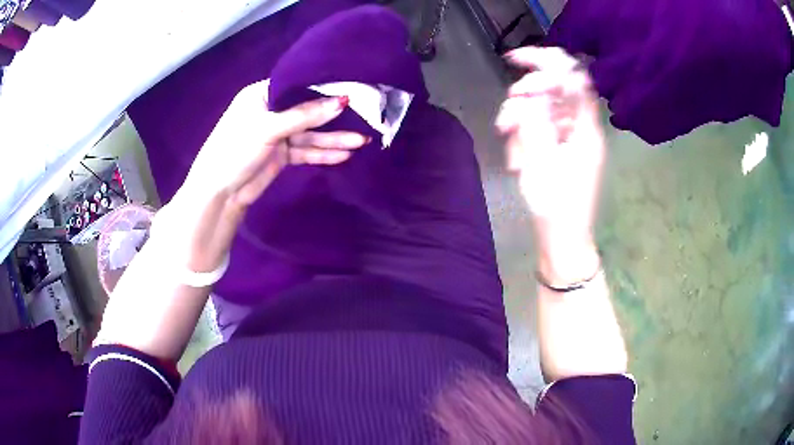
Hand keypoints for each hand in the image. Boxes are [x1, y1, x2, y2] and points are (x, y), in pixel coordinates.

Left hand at [181, 79, 364, 208]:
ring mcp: (278, 134)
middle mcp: (272, 111)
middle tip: (365, 119)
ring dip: (334, 139)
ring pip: (311, 134)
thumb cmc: (235, 150)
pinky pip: (307, 151)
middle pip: (309, 111)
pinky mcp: (282, 155)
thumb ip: (305, 115)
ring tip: (362, 141)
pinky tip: (345, 154)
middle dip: (335, 118)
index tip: (353, 89)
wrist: (219, 194)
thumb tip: (343, 101)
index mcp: (262, 95)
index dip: (325, 88)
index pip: (299, 87)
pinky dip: (323, 153)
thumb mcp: (268, 128)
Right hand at [496, 47, 604, 281]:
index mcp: (586, 129)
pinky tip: (516, 157)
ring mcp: (569, 138)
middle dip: (527, 93)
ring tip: (508, 140)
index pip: (573, 78)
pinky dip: (524, 136)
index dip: (546, 61)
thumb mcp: (542, 162)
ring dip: (520, 118)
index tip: (515, 60)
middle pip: (555, 89)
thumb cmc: (556, 207)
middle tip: (509, 110)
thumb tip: (530, 91)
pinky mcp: (559, 148)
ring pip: (542, 107)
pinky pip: (539, 127)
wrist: (562, 239)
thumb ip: (536, 120)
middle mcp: (580, 127)